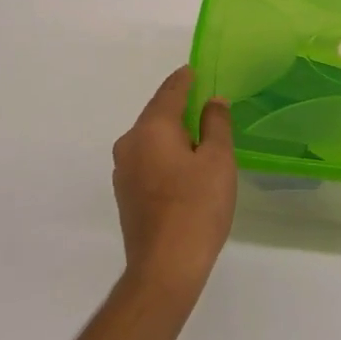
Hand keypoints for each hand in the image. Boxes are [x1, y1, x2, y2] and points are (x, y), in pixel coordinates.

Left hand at [112, 67, 236, 297]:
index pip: (169, 92)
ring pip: (150, 139)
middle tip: (203, 103)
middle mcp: (129, 143)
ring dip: (171, 134)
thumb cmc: (197, 207)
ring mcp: (122, 171)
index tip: (195, 70)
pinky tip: (182, 166)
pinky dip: (164, 154)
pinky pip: (146, 160)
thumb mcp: (218, 160)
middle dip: (178, 107)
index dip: (184, 79)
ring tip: (197, 136)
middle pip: (156, 114)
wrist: (165, 269)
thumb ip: (216, 124)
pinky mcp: (124, 194)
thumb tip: (213, 101)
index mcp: (151, 129)